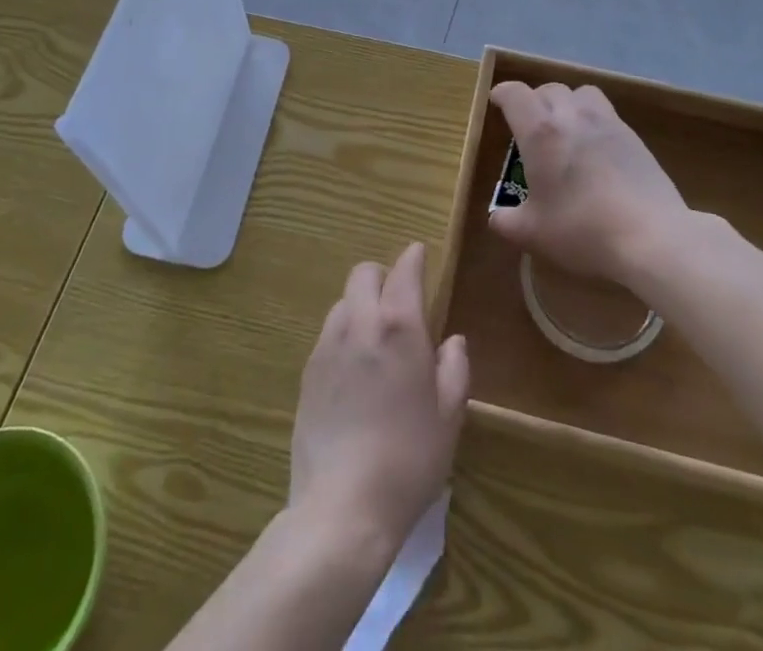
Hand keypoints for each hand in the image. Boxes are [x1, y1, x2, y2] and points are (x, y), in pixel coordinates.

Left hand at [290, 243, 468, 548]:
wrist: (342, 508)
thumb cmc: (409, 461)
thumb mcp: (449, 417)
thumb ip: (454, 369)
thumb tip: (452, 341)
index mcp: (399, 327)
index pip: (404, 270)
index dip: (413, 257)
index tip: (420, 254)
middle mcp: (359, 323)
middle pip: (364, 273)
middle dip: (383, 276)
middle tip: (400, 303)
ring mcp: (328, 346)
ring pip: (343, 301)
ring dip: (361, 305)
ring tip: (376, 339)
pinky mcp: (308, 371)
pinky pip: (328, 333)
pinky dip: (344, 334)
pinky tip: (354, 371)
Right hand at [487, 80, 695, 285]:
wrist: (652, 236)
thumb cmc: (582, 230)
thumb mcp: (533, 234)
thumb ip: (507, 222)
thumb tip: (497, 218)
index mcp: (540, 132)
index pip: (515, 94)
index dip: (503, 94)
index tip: (497, 102)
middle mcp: (572, 116)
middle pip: (549, 88)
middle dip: (534, 100)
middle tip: (529, 124)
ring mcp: (607, 122)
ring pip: (581, 93)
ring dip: (568, 102)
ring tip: (565, 126)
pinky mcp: (634, 137)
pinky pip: (607, 112)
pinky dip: (594, 119)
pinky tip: (596, 148)